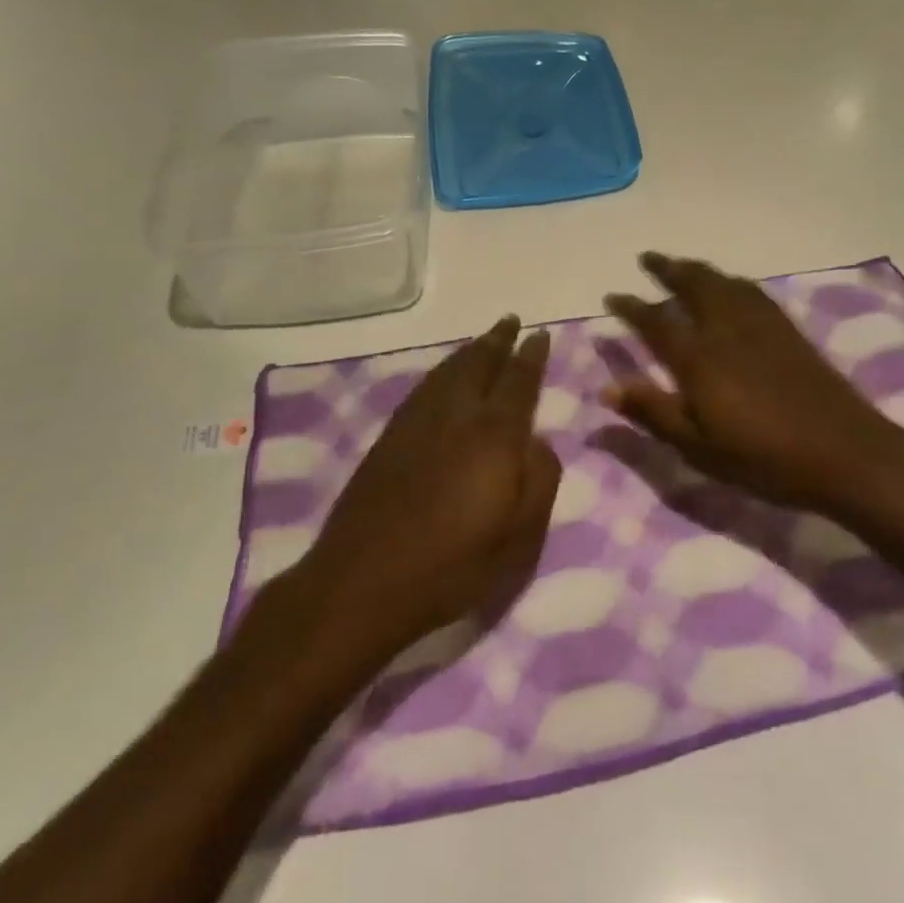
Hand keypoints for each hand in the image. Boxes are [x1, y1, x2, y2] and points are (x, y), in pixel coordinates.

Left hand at [296, 316, 562, 660]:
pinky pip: (424, 387)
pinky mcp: (388, 438)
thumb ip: (540, 479)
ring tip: (482, 341)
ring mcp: (416, 423)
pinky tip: (442, 378)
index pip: (519, 380)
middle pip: (479, 363)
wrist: (362, 582)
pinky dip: (441, 372)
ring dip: (469, 351)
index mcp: (494, 434)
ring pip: (447, 371)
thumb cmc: (453, 565)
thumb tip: (538, 440)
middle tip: (510, 321)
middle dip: (497, 340)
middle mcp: (455, 415)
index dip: (531, 355)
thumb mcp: (519, 536)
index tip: (541, 333)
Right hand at [604, 253, 903, 519]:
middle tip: (647, 258)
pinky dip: (731, 281)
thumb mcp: (699, 447)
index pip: (656, 322)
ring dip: (697, 269)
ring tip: (682, 265)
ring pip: (723, 283)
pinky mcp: (788, 331)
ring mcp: (761, 326)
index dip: (632, 307)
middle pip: (694, 286)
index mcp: (700, 359)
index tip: (612, 296)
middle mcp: (727, 330)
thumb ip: (654, 413)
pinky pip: (752, 292)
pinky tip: (732, 286)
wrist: (844, 452)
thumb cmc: (764, 458)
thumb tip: (608, 387)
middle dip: (667, 269)